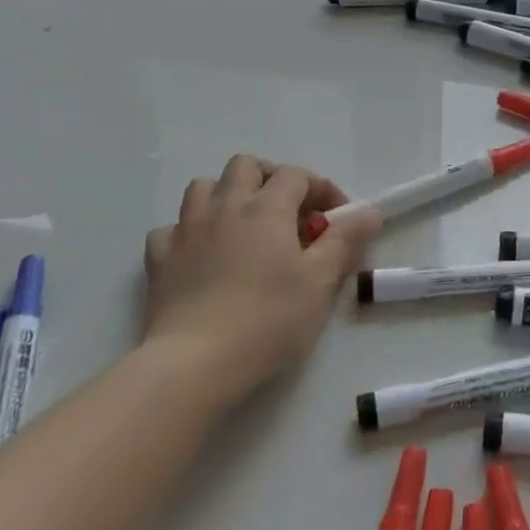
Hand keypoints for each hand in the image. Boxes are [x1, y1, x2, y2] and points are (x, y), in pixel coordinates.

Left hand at [142, 156, 379, 388]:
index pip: (297, 175)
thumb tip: (369, 211)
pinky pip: (172, 228)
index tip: (336, 219)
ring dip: (227, 195)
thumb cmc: (268, 319)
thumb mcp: (320, 282)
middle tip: (289, 212)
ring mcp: (186, 230)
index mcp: (267, 208)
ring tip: (244, 225)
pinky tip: (202, 254)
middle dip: (271, 178)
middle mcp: (225, 206)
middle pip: (246, 166)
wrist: (194, 362)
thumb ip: (345, 241)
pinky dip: (189, 232)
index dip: (320, 188)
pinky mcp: (159, 260)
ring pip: (204, 187)